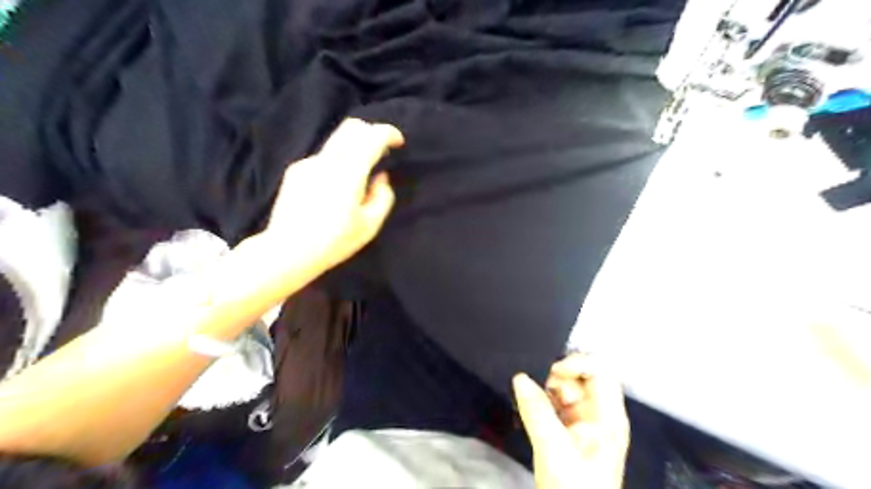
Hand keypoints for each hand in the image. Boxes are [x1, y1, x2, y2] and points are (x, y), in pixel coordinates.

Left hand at [263, 116, 402, 271]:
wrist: (287, 251)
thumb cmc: (333, 242)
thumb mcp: (369, 226)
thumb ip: (382, 197)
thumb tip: (380, 178)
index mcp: (348, 174)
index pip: (371, 137)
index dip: (389, 133)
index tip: (398, 142)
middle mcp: (327, 161)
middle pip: (351, 128)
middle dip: (371, 132)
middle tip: (381, 151)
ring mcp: (308, 163)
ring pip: (336, 142)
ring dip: (354, 148)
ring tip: (359, 174)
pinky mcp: (295, 171)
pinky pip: (324, 158)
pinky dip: (337, 163)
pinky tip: (334, 188)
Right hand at [513, 353, 628, 488]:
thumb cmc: (573, 488)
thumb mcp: (553, 449)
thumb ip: (536, 411)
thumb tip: (519, 377)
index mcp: (607, 416)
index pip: (601, 371)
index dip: (577, 364)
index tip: (551, 373)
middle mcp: (598, 414)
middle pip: (581, 378)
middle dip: (557, 379)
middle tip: (536, 390)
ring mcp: (583, 422)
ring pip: (565, 390)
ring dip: (546, 390)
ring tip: (530, 403)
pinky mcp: (568, 431)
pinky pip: (555, 404)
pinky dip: (541, 401)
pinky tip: (529, 409)